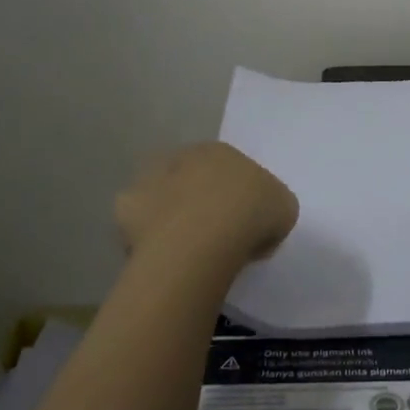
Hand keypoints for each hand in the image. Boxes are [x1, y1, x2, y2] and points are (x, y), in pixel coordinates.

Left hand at [115, 143, 298, 273]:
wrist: (202, 239)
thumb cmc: (250, 216)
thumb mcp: (284, 209)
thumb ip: (271, 207)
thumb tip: (259, 221)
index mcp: (221, 152)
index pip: (228, 171)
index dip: (235, 198)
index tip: (242, 226)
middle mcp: (182, 156)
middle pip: (190, 180)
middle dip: (198, 202)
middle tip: (212, 237)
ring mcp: (149, 179)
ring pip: (160, 198)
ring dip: (168, 216)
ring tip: (183, 250)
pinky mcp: (125, 207)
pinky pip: (138, 225)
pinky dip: (145, 238)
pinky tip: (160, 257)